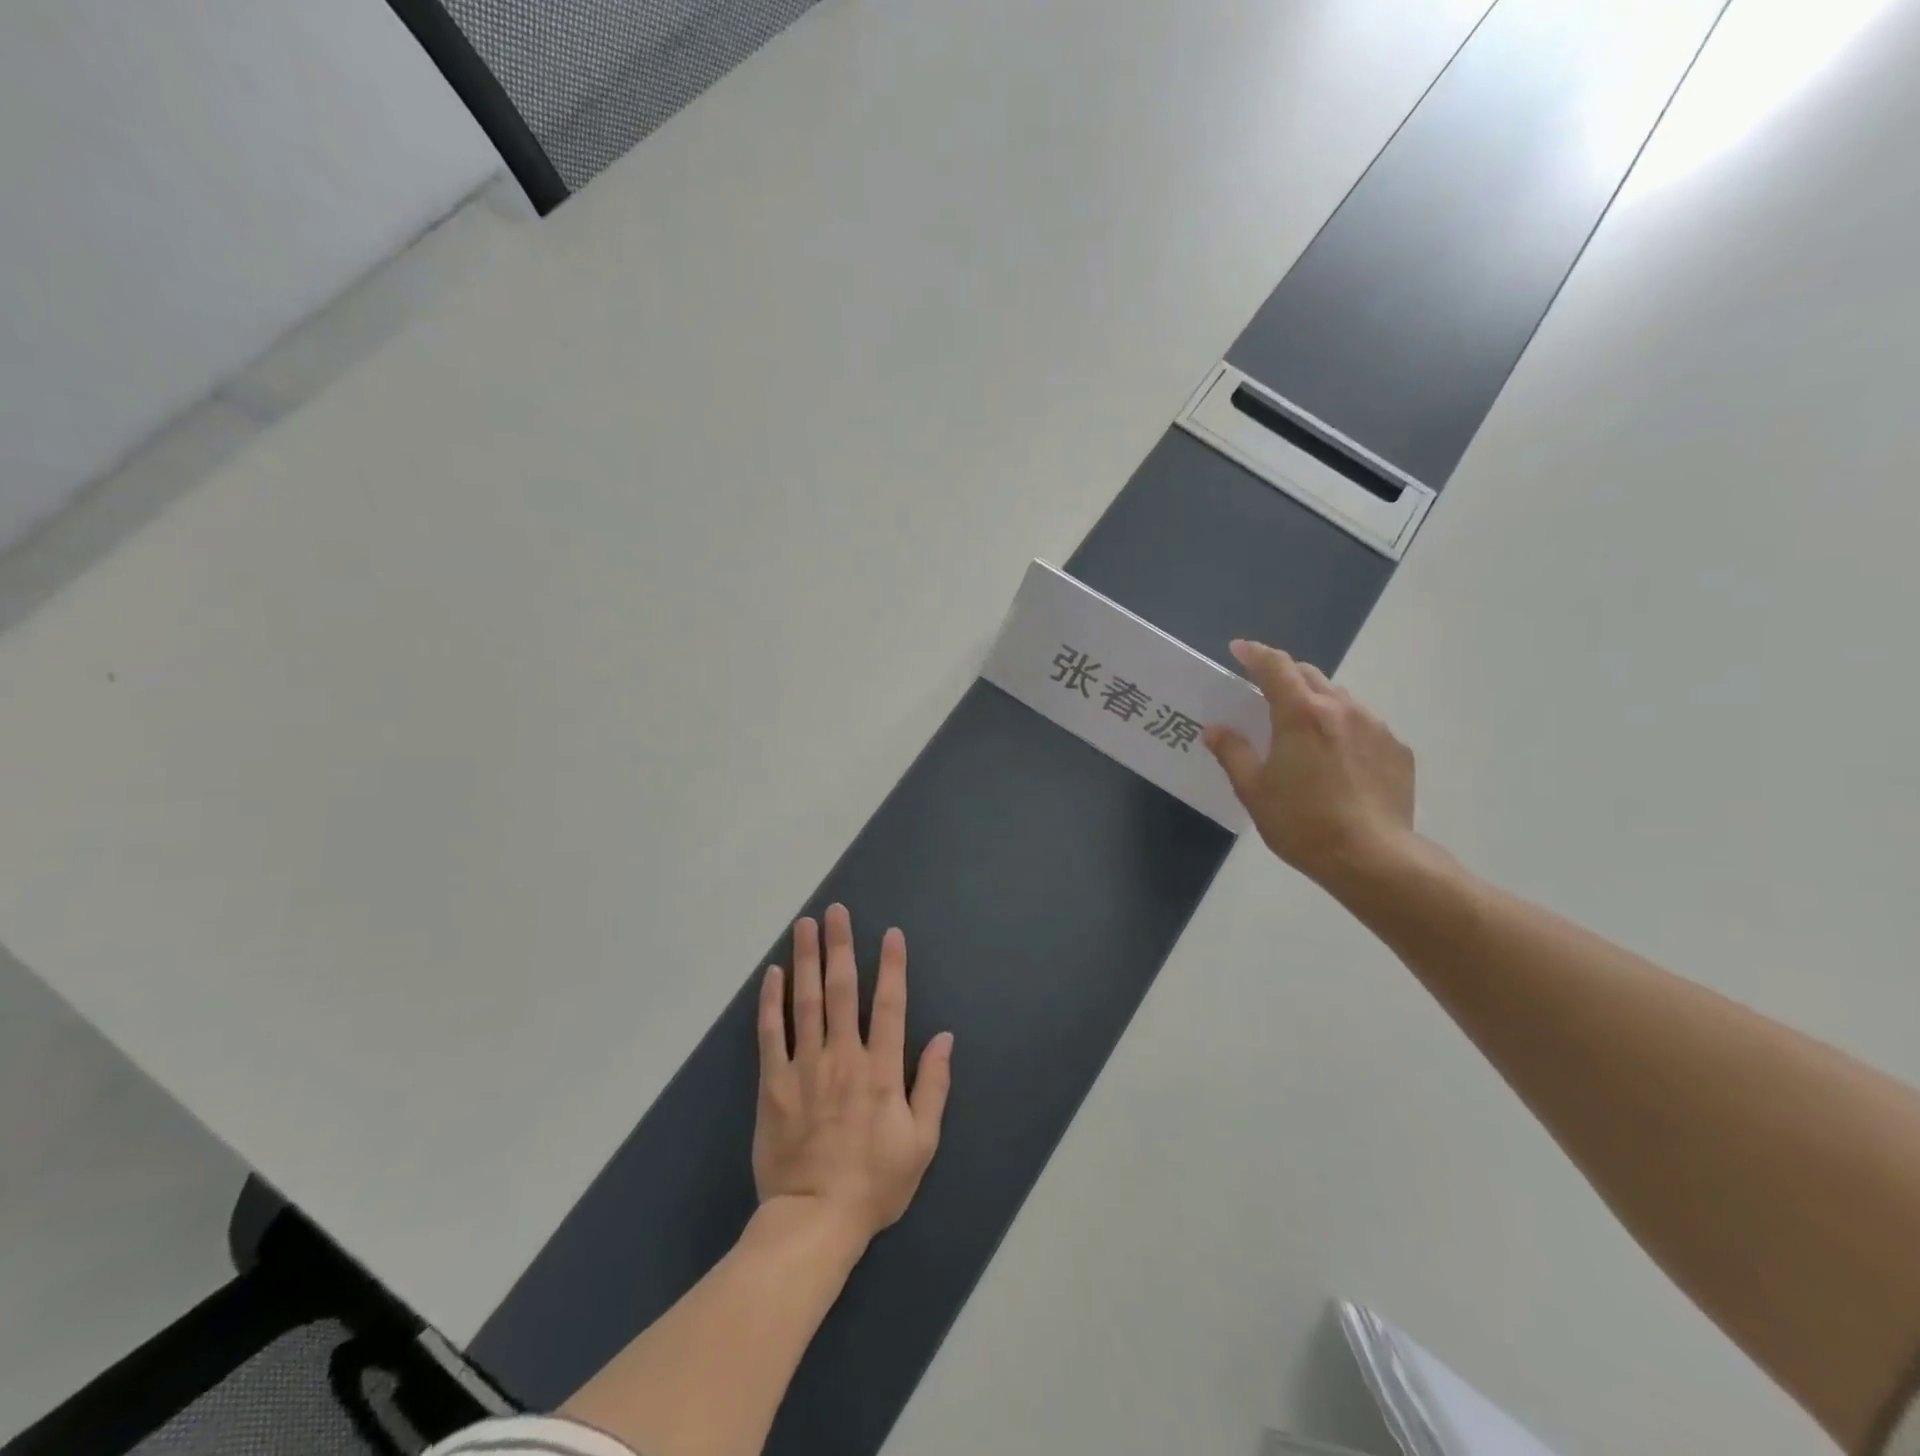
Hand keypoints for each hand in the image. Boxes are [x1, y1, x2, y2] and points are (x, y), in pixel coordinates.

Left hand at [753, 904, 953, 1246]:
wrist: (814, 1220)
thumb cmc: (875, 1183)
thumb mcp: (922, 1142)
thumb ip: (934, 1086)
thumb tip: (946, 1038)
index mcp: (881, 1071)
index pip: (890, 1005)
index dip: (892, 966)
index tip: (890, 934)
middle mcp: (844, 1057)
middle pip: (843, 990)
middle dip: (840, 946)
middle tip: (835, 911)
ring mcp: (805, 1068)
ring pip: (806, 1002)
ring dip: (806, 960)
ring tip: (804, 926)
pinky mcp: (774, 1084)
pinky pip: (771, 1035)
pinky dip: (771, 1002)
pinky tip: (773, 975)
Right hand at [1204, 639, 1415, 886]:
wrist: (1373, 857)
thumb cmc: (1302, 823)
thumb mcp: (1254, 791)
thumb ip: (1233, 752)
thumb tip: (1216, 729)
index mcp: (1300, 714)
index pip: (1275, 666)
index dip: (1255, 653)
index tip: (1239, 650)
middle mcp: (1341, 709)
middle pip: (1309, 675)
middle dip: (1285, 676)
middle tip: (1266, 695)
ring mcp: (1375, 727)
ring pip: (1340, 699)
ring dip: (1317, 703)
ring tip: (1304, 733)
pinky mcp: (1397, 749)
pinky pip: (1364, 726)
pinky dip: (1344, 730)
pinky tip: (1338, 762)